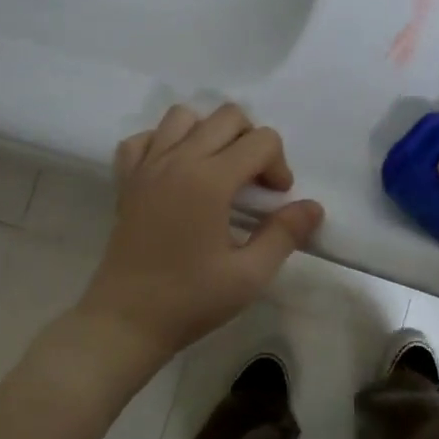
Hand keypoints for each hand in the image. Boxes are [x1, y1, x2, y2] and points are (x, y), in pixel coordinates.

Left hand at [76, 103, 324, 368]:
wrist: (126, 321)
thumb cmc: (190, 300)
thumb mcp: (250, 275)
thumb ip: (284, 234)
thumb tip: (312, 207)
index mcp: (210, 180)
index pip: (262, 140)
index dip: (279, 166)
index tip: (275, 202)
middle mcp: (178, 160)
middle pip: (227, 116)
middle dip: (251, 141)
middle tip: (252, 185)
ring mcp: (147, 167)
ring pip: (183, 116)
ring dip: (209, 134)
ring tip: (217, 171)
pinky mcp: (126, 180)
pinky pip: (145, 138)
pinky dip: (164, 143)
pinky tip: (176, 173)